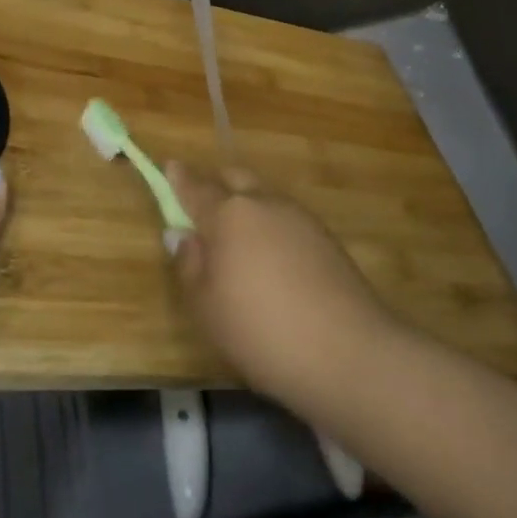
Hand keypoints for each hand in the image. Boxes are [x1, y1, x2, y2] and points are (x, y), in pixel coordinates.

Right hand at [166, 161, 395, 405]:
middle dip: (217, 184)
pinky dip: (271, 226)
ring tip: (239, 240)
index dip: (180, 178)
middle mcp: (264, 202)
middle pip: (235, 178)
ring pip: (264, 196)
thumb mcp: (206, 305)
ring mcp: (299, 216)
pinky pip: (286, 218)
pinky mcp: (325, 237)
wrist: (346, 351)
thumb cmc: (259, 330)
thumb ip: (189, 264)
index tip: (170, 166)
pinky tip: (271, 258)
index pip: (196, 187)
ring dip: (247, 205)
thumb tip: (183, 235)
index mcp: (228, 214)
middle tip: (203, 207)